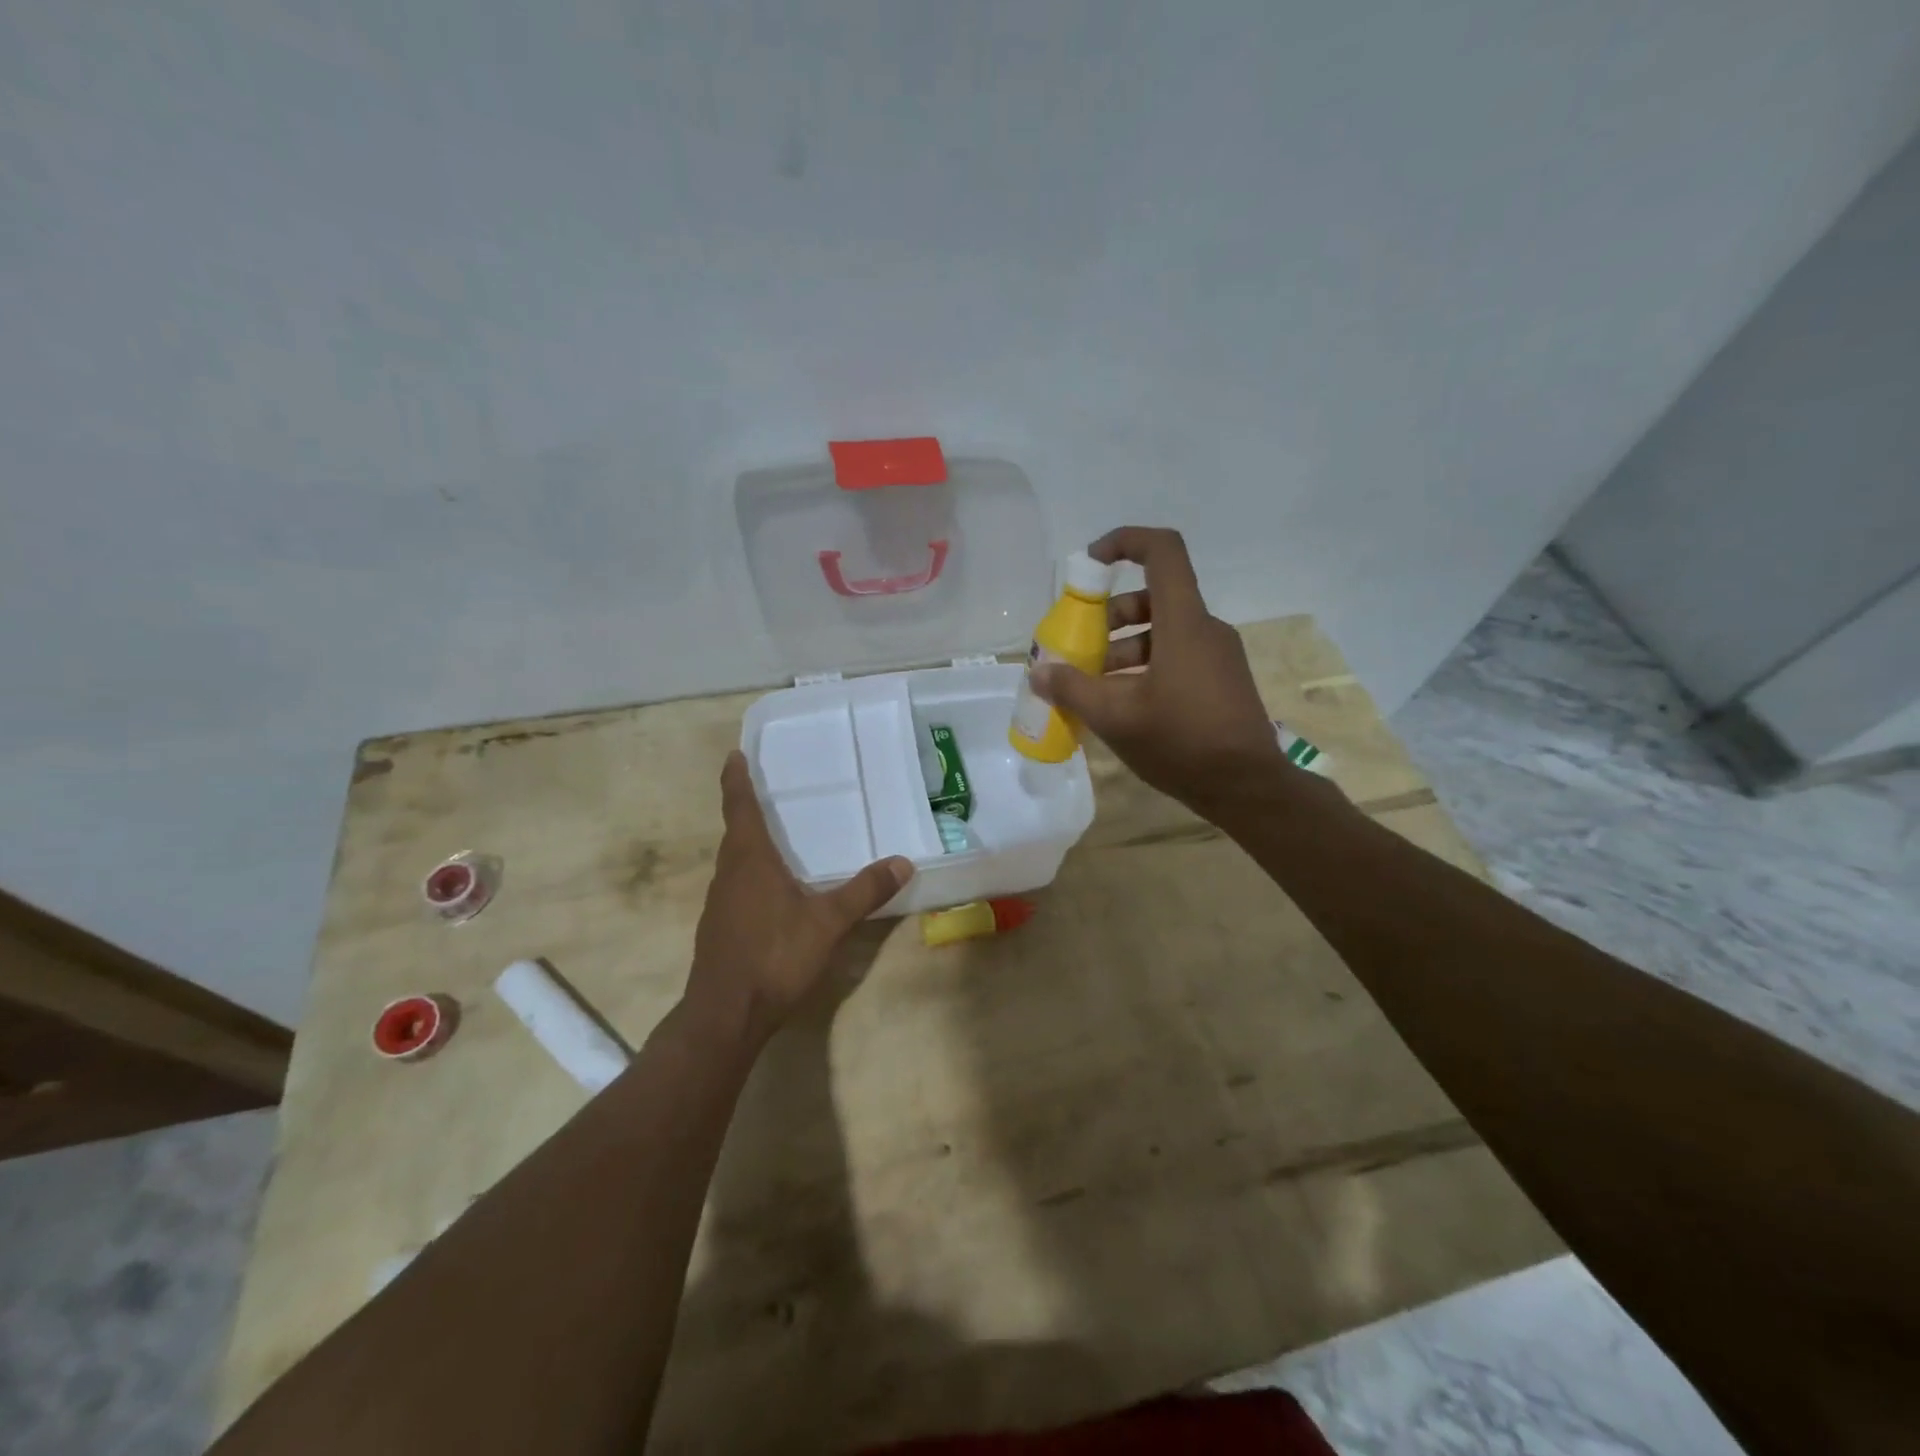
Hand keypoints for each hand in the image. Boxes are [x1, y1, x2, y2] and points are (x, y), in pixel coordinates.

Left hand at [687, 752, 913, 1046]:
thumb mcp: (828, 922)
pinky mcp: (719, 928)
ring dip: (749, 843)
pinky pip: (736, 886)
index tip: (734, 755)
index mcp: (749, 860)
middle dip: (747, 808)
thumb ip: (864, 891)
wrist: (725, 1015)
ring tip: (776, 836)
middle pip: (735, 831)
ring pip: (734, 861)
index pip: (739, 807)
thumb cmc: (774, 956)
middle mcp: (728, 874)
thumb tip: (903, 862)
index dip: (736, 779)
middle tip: (769, 790)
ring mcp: (718, 903)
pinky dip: (751, 874)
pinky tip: (773, 891)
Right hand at [1032, 526, 1286, 813]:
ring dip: (1123, 649)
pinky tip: (1124, 706)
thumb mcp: (1116, 718)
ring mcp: (1217, 655)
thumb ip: (1073, 690)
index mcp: (1183, 623)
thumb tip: (1039, 672)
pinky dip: (1145, 667)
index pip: (1162, 551)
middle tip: (1081, 650)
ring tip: (1095, 688)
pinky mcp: (1221, 679)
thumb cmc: (1182, 742)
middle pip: (1152, 598)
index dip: (1124, 542)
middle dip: (1109, 617)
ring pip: (1162, 632)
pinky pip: (1177, 656)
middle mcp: (1204, 628)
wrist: (1248, 788)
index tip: (1090, 563)